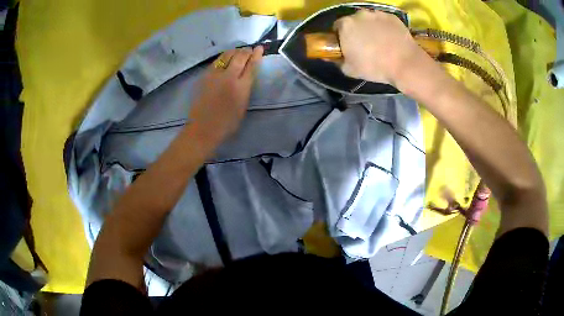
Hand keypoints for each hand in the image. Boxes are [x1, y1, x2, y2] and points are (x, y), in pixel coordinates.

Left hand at [188, 46, 262, 150]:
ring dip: (235, 51)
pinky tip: (225, 58)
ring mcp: (215, 75)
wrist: (203, 128)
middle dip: (247, 51)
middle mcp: (229, 77)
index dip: (257, 55)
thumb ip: (246, 89)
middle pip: (240, 57)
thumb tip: (247, 76)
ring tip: (238, 51)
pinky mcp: (205, 76)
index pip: (252, 65)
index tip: (260, 48)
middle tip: (250, 49)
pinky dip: (223, 57)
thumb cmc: (226, 123)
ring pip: (227, 55)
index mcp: (241, 87)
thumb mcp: (243, 106)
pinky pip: (217, 61)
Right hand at [334, 10, 427, 84]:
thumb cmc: (374, 67)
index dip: (341, 36)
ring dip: (371, 27)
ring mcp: (377, 13)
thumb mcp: (350, 69)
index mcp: (346, 25)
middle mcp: (359, 14)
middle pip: (354, 21)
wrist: (405, 64)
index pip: (338, 26)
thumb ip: (337, 61)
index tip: (347, 45)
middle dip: (357, 29)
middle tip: (364, 43)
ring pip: (370, 19)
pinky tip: (390, 38)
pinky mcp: (392, 16)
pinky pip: (384, 20)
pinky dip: (385, 27)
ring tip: (379, 40)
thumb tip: (330, 57)